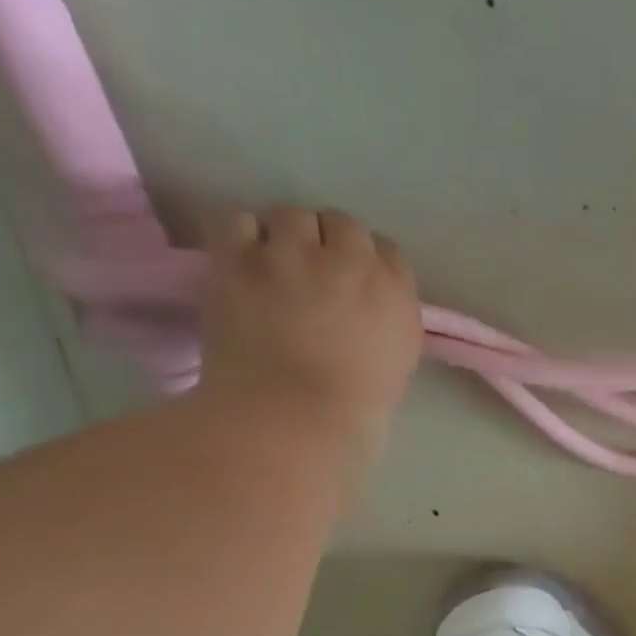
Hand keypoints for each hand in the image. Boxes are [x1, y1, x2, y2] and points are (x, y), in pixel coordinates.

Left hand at [201, 207, 423, 444]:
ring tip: (277, 267)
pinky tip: (245, 267)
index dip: (369, 266)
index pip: (388, 253)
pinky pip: (241, 223)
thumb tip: (367, 307)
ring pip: (292, 216)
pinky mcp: (239, 258)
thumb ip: (387, 322)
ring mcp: (291, 254)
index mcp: (395, 294)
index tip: (357, 287)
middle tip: (316, 275)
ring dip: (287, 237)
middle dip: (331, 244)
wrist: (293, 419)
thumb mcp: (396, 364)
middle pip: (342, 224)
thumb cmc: (355, 411)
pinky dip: (245, 240)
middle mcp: (349, 261)